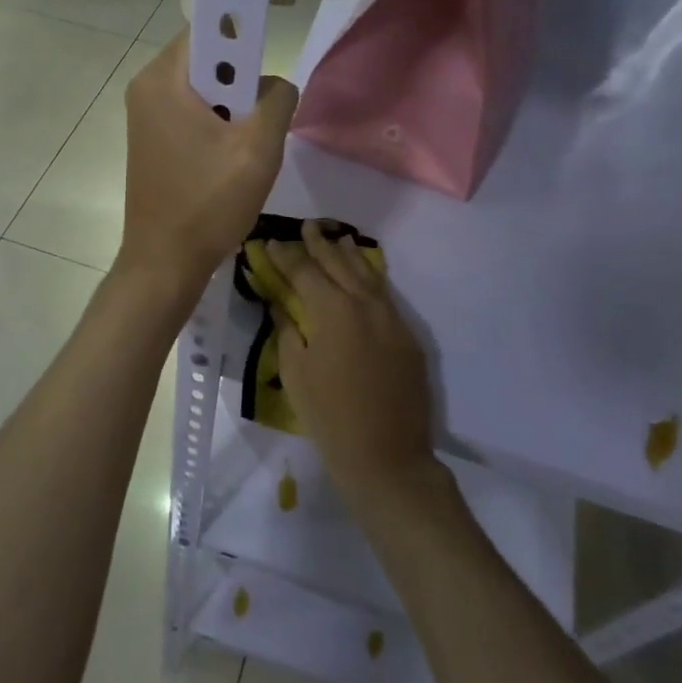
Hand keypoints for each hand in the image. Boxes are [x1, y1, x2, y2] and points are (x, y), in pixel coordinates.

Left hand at [118, 32, 296, 300]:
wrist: (164, 262)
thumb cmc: (208, 202)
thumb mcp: (259, 148)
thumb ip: (278, 100)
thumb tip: (276, 86)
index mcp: (163, 79)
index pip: (208, 27)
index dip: (243, 27)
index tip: (270, 50)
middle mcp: (147, 88)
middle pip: (207, 58)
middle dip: (242, 79)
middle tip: (262, 114)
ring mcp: (146, 115)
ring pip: (204, 88)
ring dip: (233, 106)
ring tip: (248, 143)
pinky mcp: (152, 139)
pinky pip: (192, 112)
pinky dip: (217, 123)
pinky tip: (230, 158)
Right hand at [265, 222, 439, 507]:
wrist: (386, 456)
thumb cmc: (329, 416)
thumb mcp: (295, 372)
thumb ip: (288, 330)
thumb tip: (282, 304)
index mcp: (333, 311)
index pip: (305, 272)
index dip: (287, 256)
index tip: (273, 242)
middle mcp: (365, 304)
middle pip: (339, 264)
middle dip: (320, 244)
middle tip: (306, 226)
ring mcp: (392, 319)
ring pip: (368, 275)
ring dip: (349, 255)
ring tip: (337, 238)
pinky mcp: (408, 336)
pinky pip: (385, 296)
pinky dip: (370, 279)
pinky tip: (363, 276)